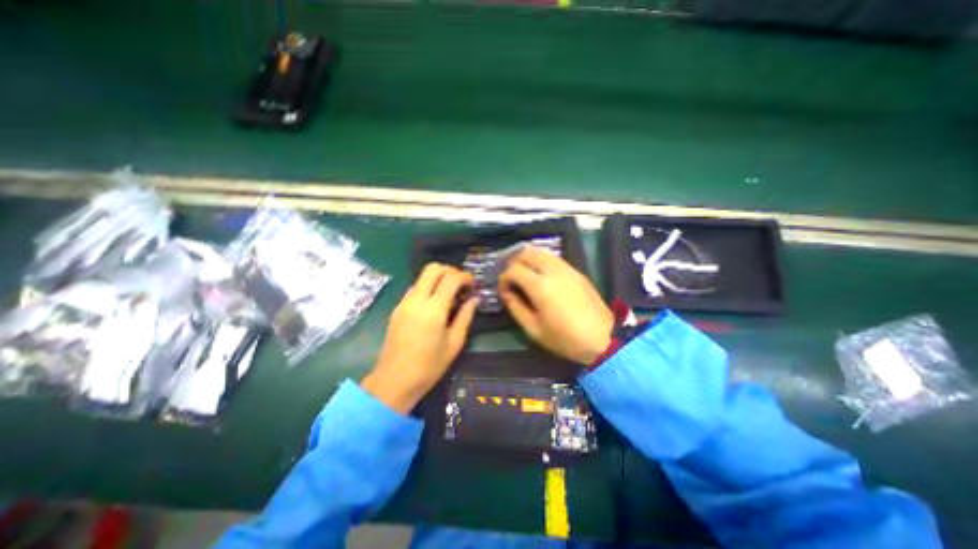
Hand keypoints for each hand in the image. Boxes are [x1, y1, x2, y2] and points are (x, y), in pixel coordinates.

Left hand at [363, 265, 477, 414]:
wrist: (394, 380)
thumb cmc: (429, 366)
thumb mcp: (454, 343)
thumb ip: (466, 316)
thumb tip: (476, 299)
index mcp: (434, 309)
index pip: (451, 278)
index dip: (465, 276)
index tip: (473, 284)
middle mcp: (417, 300)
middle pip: (433, 269)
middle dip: (450, 270)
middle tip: (461, 284)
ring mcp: (404, 302)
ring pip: (422, 277)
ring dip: (438, 278)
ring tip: (449, 294)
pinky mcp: (397, 308)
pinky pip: (415, 288)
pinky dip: (428, 287)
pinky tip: (434, 304)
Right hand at [500, 246, 613, 365]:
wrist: (604, 338)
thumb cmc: (566, 338)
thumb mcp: (534, 330)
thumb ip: (516, 308)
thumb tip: (506, 293)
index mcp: (540, 287)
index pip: (514, 269)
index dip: (504, 277)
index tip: (503, 289)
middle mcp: (553, 271)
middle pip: (527, 253)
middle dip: (514, 262)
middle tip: (511, 277)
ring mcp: (566, 269)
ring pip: (541, 252)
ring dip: (528, 258)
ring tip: (523, 273)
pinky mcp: (576, 271)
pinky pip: (553, 258)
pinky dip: (541, 260)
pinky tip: (540, 274)